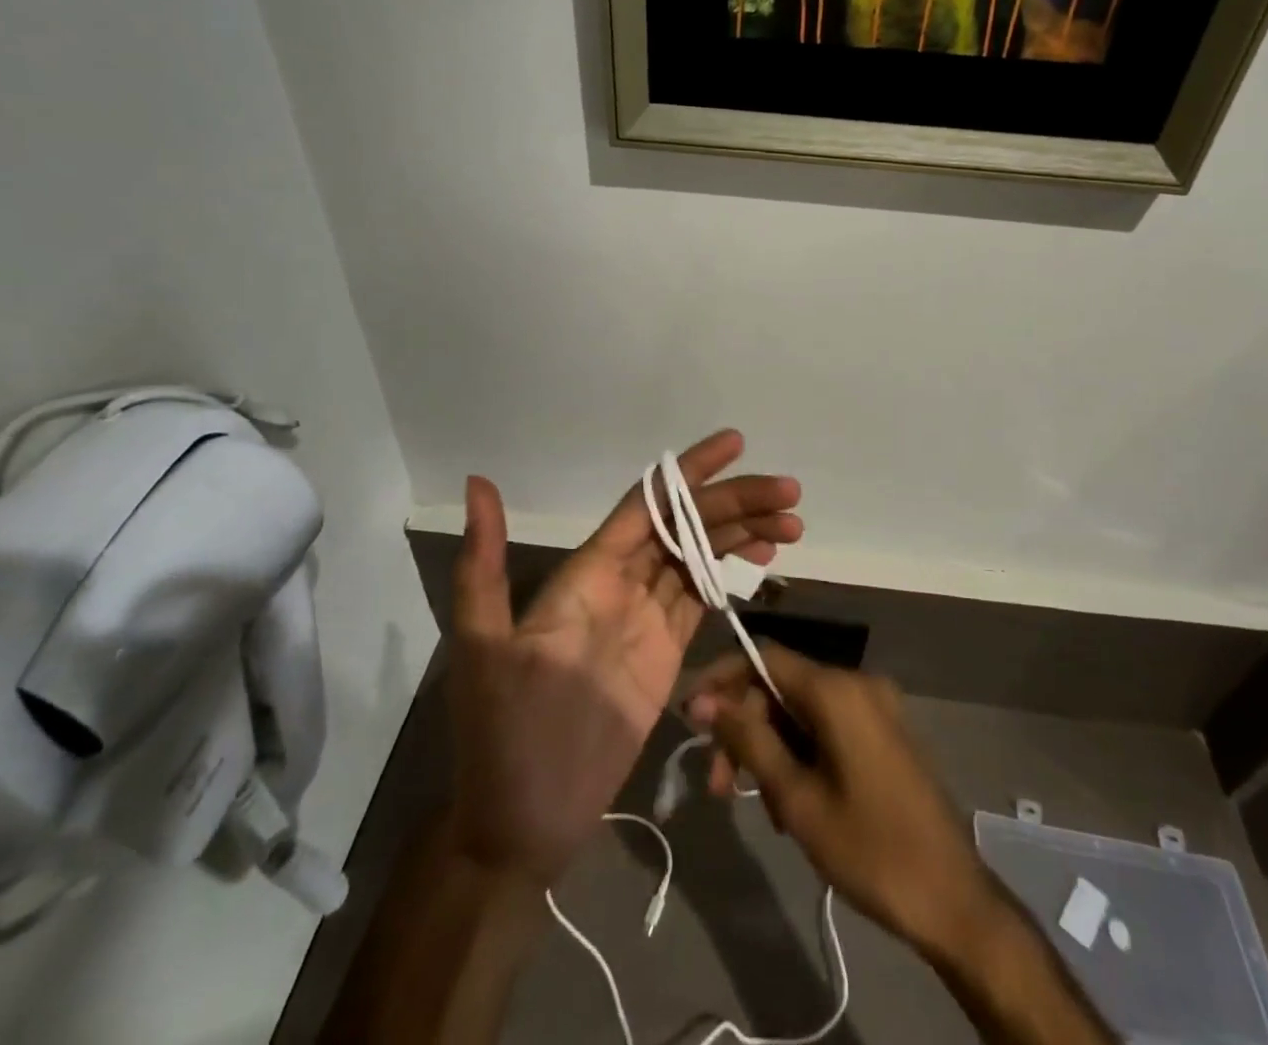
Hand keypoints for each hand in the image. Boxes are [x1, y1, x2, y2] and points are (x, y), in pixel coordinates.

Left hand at [447, 432, 801, 883]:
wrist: (524, 822)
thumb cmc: (502, 736)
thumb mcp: (484, 647)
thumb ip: (484, 566)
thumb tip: (477, 482)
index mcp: (586, 572)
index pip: (647, 504)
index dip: (690, 473)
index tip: (735, 444)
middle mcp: (619, 582)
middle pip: (685, 525)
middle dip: (735, 503)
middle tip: (788, 493)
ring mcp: (645, 617)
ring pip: (701, 556)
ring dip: (742, 534)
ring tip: (790, 524)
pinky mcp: (666, 654)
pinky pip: (704, 598)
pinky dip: (733, 573)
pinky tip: (762, 560)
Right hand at [684, 643, 994, 954]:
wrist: (953, 901)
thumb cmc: (870, 849)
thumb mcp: (797, 798)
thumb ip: (749, 741)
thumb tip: (705, 701)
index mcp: (837, 690)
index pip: (764, 657)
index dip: (722, 681)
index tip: (691, 718)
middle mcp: (857, 684)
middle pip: (781, 687)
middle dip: (745, 729)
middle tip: (718, 785)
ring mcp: (876, 708)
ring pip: (802, 712)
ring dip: (771, 749)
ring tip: (759, 807)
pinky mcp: (884, 733)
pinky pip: (828, 727)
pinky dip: (801, 754)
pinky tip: (792, 805)